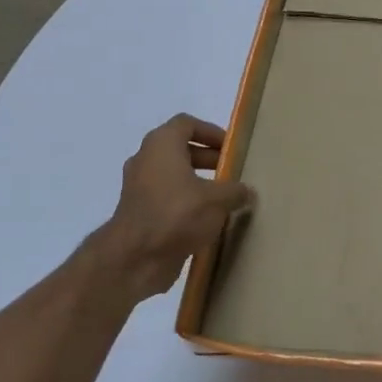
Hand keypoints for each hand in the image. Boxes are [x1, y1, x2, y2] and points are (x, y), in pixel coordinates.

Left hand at [85, 115, 253, 302]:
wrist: (135, 258)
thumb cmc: (176, 214)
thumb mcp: (217, 200)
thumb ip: (235, 191)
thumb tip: (247, 192)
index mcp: (162, 145)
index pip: (187, 124)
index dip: (211, 132)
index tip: (231, 148)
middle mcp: (146, 160)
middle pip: (180, 149)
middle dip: (208, 158)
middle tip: (232, 171)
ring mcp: (139, 187)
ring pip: (173, 175)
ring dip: (198, 182)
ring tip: (224, 197)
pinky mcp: (139, 212)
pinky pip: (167, 198)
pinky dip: (186, 202)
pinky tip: (208, 219)